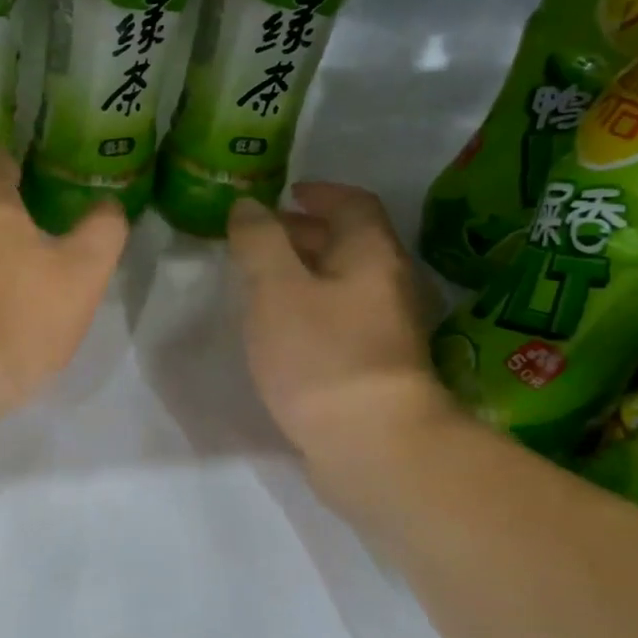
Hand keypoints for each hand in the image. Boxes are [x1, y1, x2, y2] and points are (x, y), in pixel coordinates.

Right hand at [227, 184, 452, 479]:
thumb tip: (248, 205)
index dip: (319, 193)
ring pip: (345, 285)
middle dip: (305, 234)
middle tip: (260, 239)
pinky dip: (312, 310)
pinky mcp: (377, 367)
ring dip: (306, 274)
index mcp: (371, 255)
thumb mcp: (275, 289)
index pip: (353, 204)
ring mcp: (388, 330)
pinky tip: (284, 330)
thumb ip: (259, 242)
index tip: (286, 194)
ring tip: (262, 283)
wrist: (371, 445)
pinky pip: (342, 320)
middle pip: (350, 244)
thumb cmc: (320, 355)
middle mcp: (389, 285)